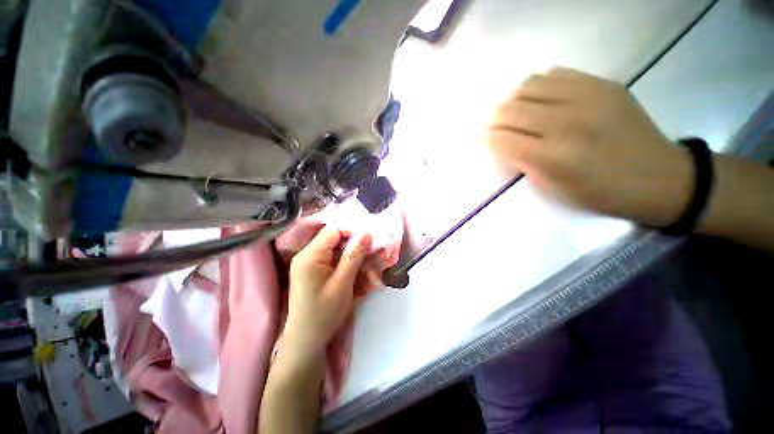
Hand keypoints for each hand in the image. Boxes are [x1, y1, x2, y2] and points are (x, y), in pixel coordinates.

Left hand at [284, 228, 371, 358]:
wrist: (306, 342)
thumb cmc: (324, 313)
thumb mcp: (343, 283)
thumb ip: (354, 255)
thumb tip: (366, 232)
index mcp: (310, 255)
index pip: (333, 230)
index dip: (352, 232)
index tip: (370, 241)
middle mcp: (307, 255)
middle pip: (335, 240)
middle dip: (356, 248)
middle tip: (373, 257)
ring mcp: (309, 263)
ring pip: (337, 251)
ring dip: (354, 259)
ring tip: (370, 272)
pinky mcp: (313, 272)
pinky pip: (333, 261)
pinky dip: (347, 266)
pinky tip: (359, 276)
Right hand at [487, 67, 693, 226]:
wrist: (660, 177)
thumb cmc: (601, 194)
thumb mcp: (553, 190)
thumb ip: (522, 164)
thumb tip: (501, 145)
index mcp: (552, 157)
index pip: (500, 138)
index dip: (482, 137)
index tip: (473, 138)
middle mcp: (566, 122)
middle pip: (509, 110)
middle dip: (492, 119)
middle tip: (490, 127)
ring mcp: (587, 97)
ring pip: (528, 86)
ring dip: (513, 101)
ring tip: (514, 113)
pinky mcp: (603, 84)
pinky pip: (555, 74)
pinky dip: (538, 86)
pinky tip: (539, 100)